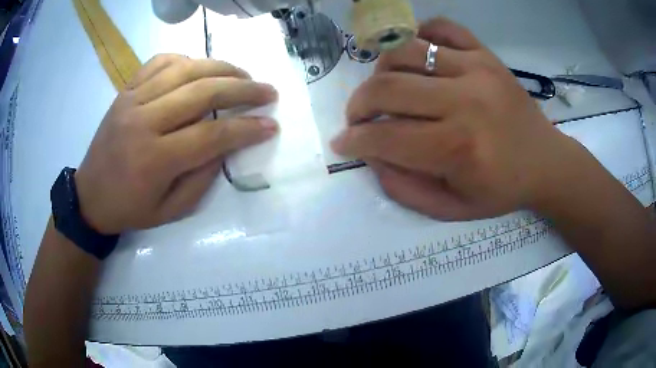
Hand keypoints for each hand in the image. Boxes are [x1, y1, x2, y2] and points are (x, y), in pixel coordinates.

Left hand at [75, 55, 277, 233]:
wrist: (90, 196)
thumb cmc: (130, 209)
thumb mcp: (171, 210)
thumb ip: (202, 178)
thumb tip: (227, 144)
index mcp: (154, 160)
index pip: (211, 135)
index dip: (246, 129)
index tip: (271, 125)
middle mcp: (143, 122)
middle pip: (202, 92)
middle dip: (243, 89)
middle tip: (267, 91)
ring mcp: (132, 100)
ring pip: (184, 69)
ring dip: (220, 67)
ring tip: (243, 74)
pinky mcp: (125, 90)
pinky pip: (159, 61)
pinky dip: (185, 59)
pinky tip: (199, 67)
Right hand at [332, 18, 576, 219]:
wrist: (545, 161)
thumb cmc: (501, 189)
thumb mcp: (452, 208)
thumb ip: (404, 188)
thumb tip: (371, 156)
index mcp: (458, 149)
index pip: (386, 138)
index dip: (355, 141)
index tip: (343, 142)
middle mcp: (465, 101)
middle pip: (387, 88)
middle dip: (358, 105)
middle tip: (358, 117)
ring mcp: (477, 69)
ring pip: (405, 51)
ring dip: (381, 70)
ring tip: (384, 87)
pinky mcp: (485, 54)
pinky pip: (441, 28)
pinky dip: (418, 35)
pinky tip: (416, 55)